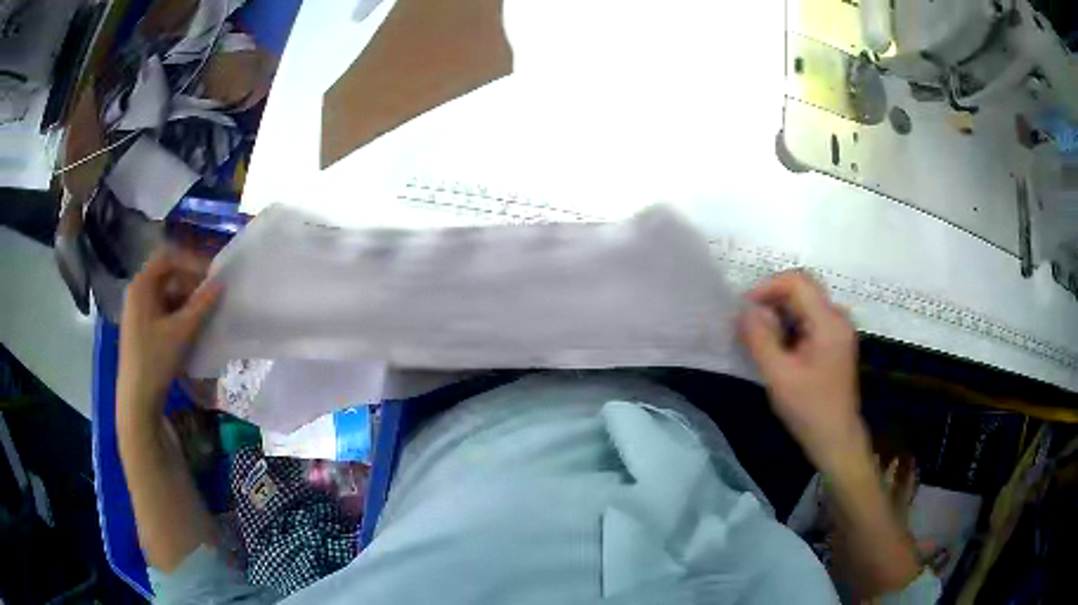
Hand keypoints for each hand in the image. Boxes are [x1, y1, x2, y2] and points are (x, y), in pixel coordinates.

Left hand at [118, 248, 221, 417]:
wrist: (137, 400)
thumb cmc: (155, 359)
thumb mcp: (181, 332)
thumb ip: (202, 305)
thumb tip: (221, 283)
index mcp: (141, 285)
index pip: (168, 257)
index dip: (191, 262)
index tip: (212, 276)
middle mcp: (137, 292)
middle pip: (167, 275)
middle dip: (190, 283)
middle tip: (211, 297)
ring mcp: (137, 312)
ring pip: (166, 295)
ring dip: (186, 301)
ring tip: (204, 315)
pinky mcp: (141, 329)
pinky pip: (162, 311)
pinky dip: (178, 315)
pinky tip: (190, 330)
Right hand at [738, 270, 865, 471]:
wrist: (836, 439)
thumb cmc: (809, 409)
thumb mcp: (779, 376)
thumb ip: (760, 339)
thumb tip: (744, 310)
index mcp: (829, 322)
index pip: (797, 281)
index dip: (767, 287)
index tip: (745, 309)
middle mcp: (837, 317)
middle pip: (801, 289)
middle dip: (771, 300)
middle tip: (747, 324)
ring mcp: (838, 329)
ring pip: (804, 303)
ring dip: (778, 314)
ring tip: (757, 337)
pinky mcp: (834, 341)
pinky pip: (808, 319)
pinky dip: (788, 325)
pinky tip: (775, 347)